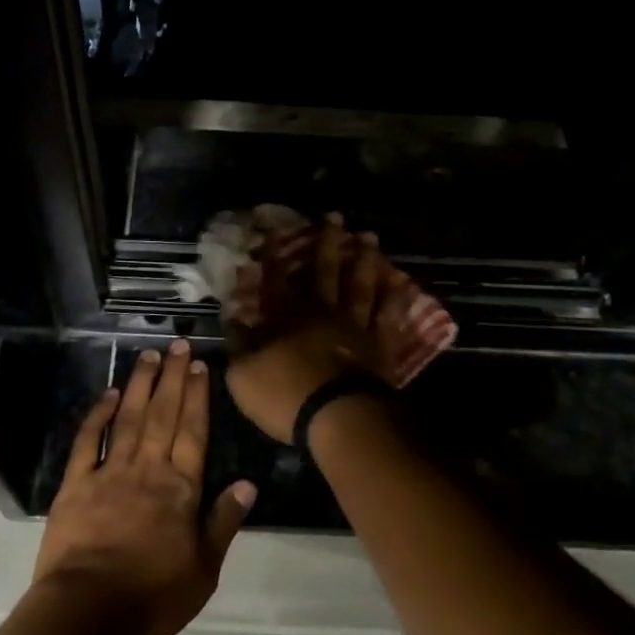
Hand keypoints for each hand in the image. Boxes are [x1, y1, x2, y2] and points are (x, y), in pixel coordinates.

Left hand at [33, 340, 256, 634]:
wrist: (87, 613)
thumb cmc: (152, 598)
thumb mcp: (203, 571)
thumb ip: (224, 523)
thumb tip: (248, 484)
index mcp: (180, 489)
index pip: (193, 432)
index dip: (198, 397)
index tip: (200, 366)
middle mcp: (148, 469)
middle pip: (163, 415)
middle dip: (173, 378)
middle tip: (177, 344)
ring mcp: (110, 473)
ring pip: (128, 418)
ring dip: (140, 385)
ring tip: (149, 356)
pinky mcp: (76, 484)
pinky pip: (87, 442)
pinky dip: (97, 415)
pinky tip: (106, 394)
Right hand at [226, 216, 420, 442]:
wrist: (338, 419)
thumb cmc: (285, 397)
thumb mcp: (243, 374)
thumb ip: (238, 341)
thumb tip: (232, 313)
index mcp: (286, 319)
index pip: (275, 279)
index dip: (272, 253)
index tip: (271, 226)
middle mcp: (322, 313)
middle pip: (325, 271)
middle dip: (328, 242)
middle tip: (335, 214)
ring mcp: (355, 328)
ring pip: (360, 286)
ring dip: (365, 259)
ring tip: (370, 236)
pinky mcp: (379, 347)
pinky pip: (388, 317)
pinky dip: (395, 298)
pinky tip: (401, 281)